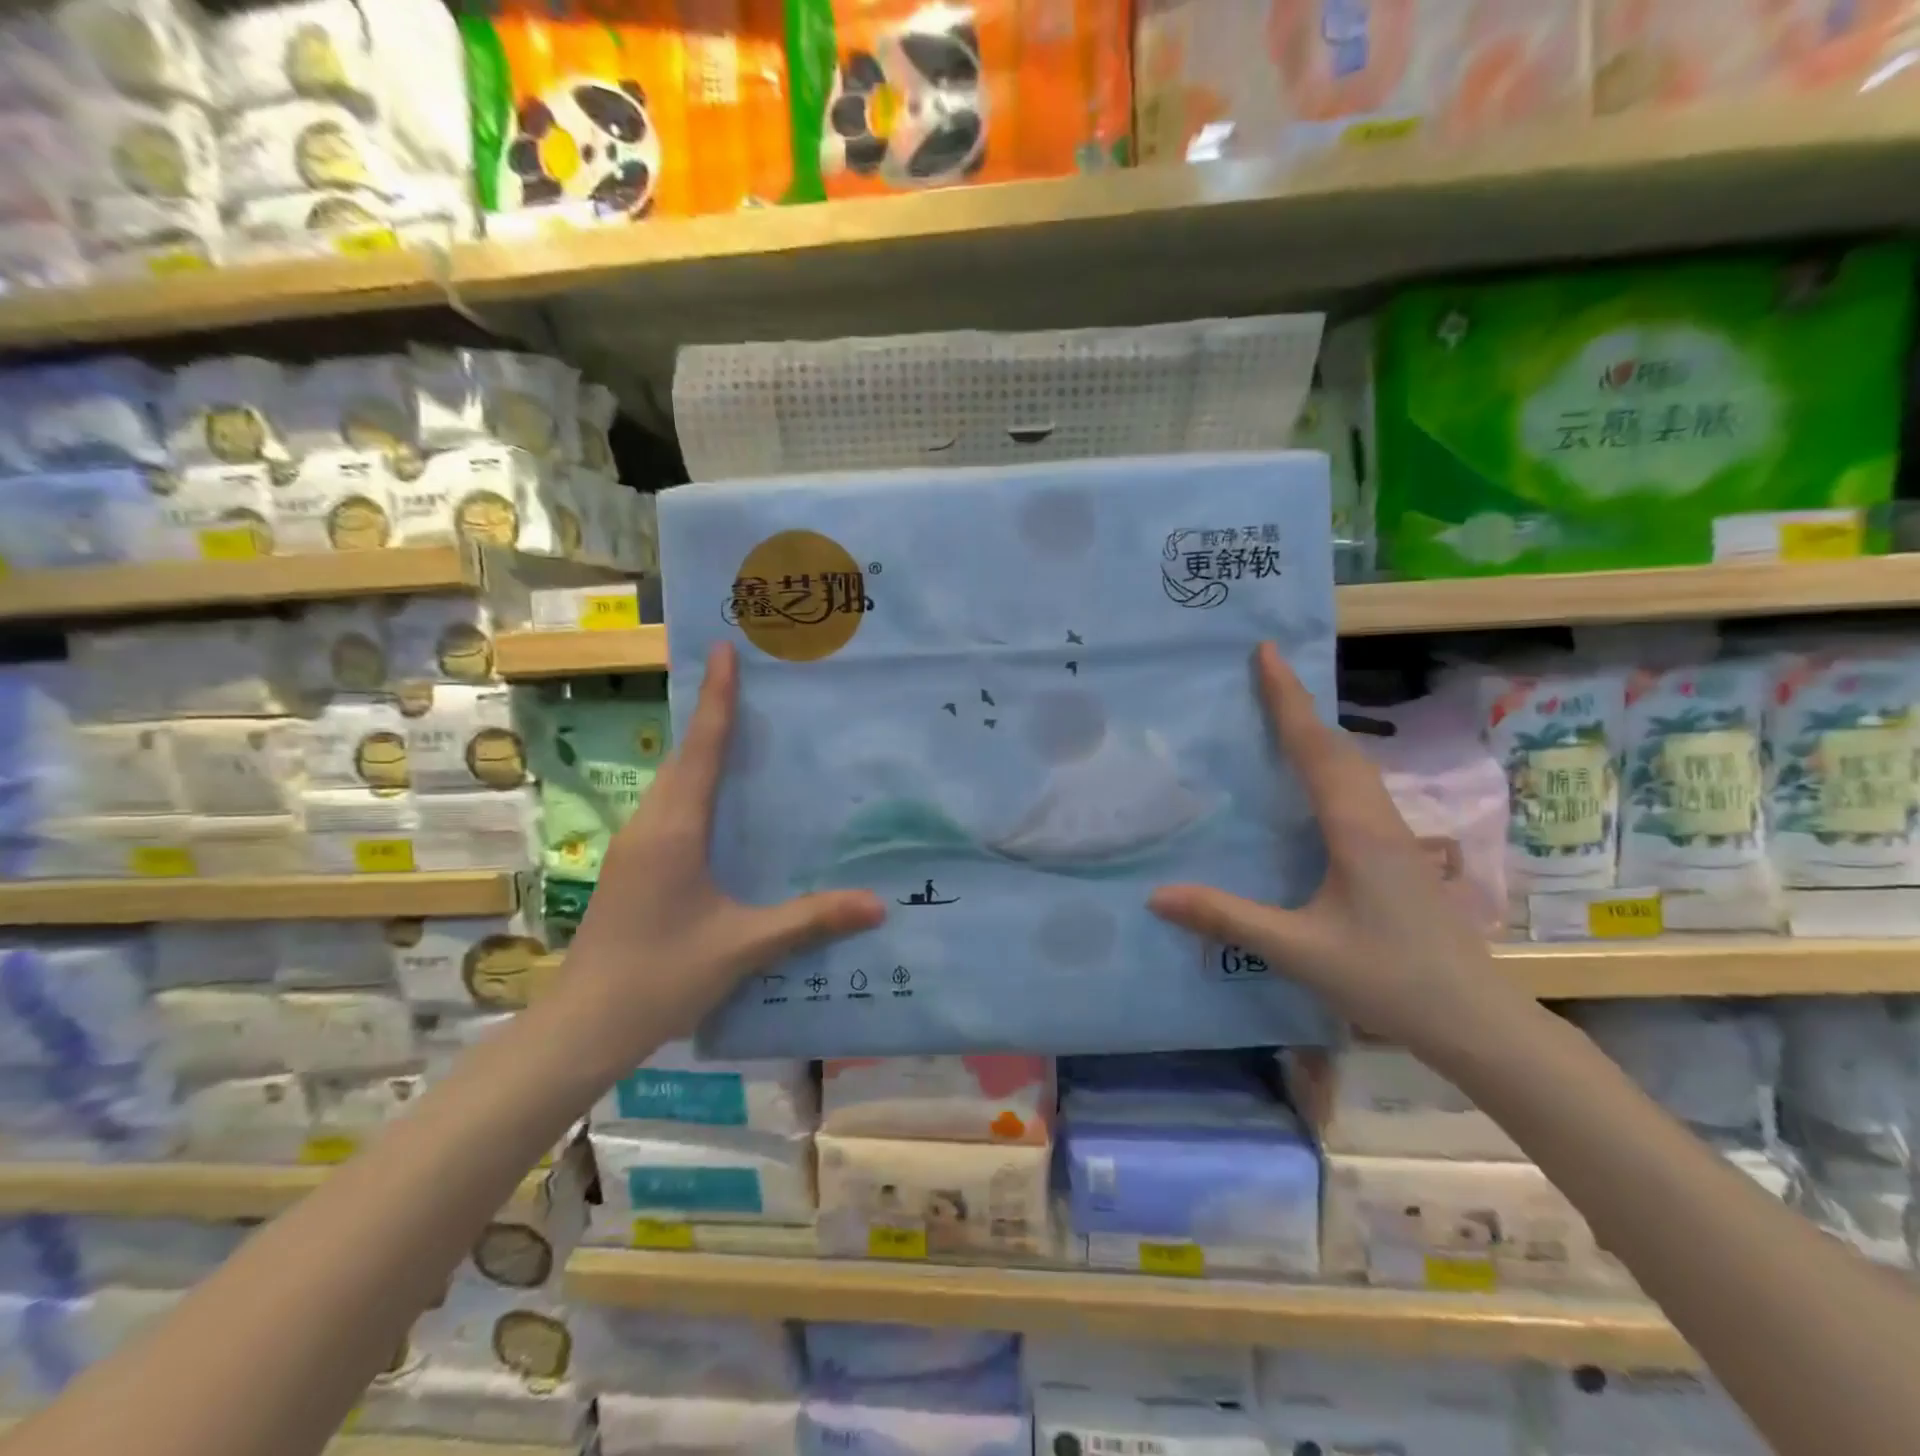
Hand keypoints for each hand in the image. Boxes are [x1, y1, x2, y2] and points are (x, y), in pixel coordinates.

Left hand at [562, 642, 886, 1058]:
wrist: (583, 1026)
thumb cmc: (661, 977)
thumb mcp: (744, 946)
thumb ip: (810, 920)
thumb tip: (878, 905)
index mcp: (675, 830)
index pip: (703, 749)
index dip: (717, 698)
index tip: (725, 652)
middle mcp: (650, 825)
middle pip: (685, 756)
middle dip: (713, 714)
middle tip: (749, 683)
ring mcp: (634, 846)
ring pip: (673, 781)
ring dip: (702, 750)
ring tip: (740, 731)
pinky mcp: (633, 866)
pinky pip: (669, 806)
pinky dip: (695, 784)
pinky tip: (720, 804)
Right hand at [1149, 643, 1509, 1052]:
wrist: (1476, 1019)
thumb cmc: (1389, 978)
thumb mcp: (1298, 950)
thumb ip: (1227, 918)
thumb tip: (1155, 895)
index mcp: (1355, 828)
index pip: (1314, 748)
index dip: (1288, 698)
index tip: (1266, 652)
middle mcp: (1378, 819)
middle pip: (1337, 746)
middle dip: (1299, 707)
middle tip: (1262, 677)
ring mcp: (1395, 836)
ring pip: (1353, 766)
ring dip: (1316, 734)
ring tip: (1279, 720)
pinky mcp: (1399, 855)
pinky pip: (1358, 789)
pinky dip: (1328, 765)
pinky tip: (1312, 786)